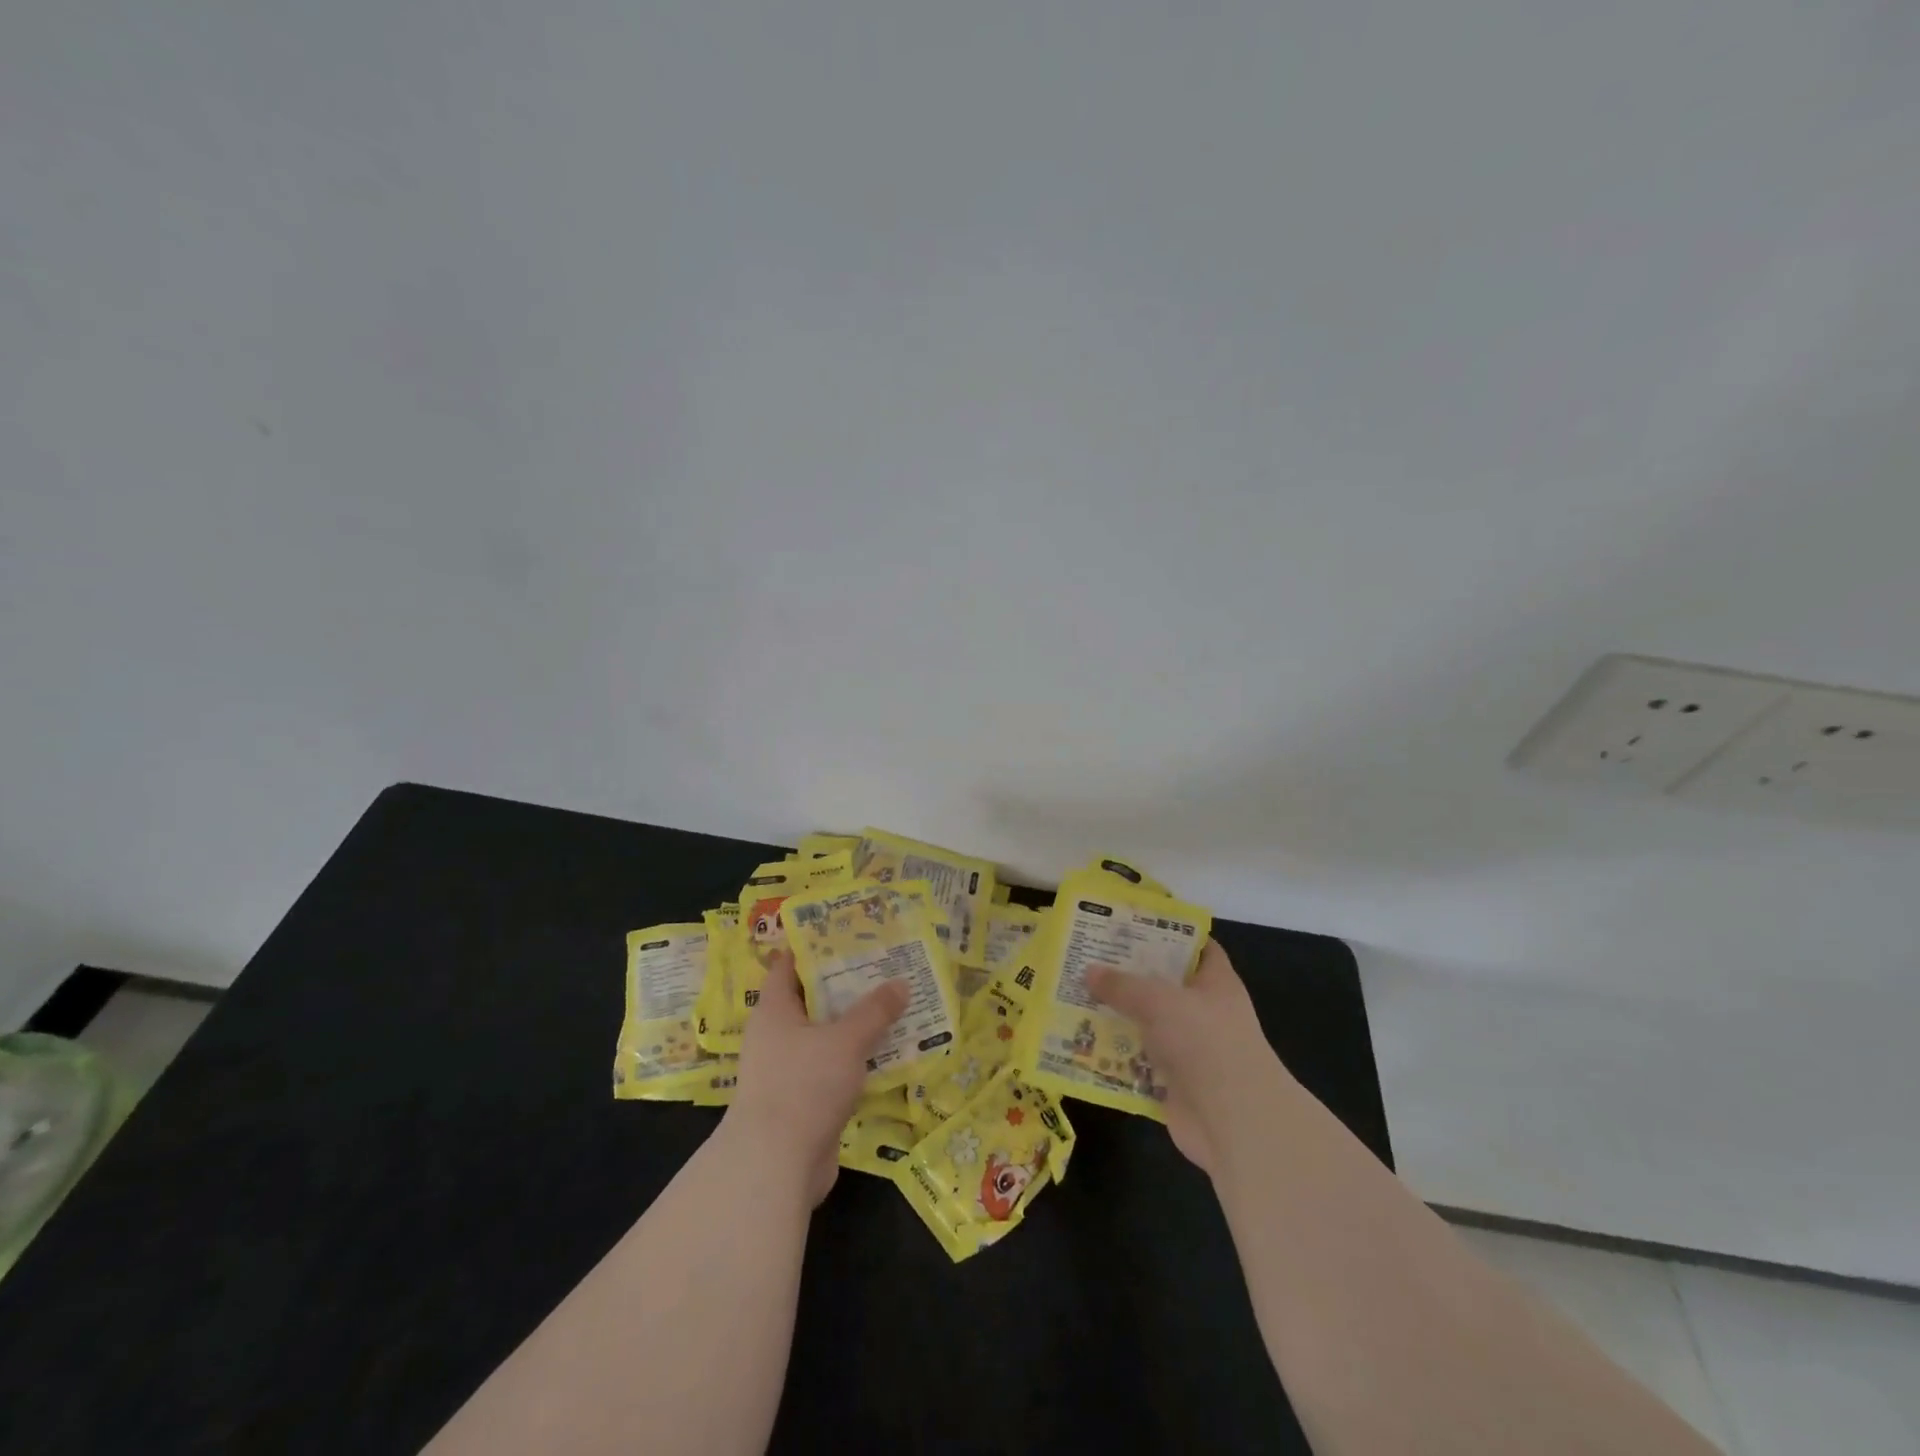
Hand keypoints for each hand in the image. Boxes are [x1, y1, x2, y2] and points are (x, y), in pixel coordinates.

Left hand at [724, 955, 907, 1204]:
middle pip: (810, 1001)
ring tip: (890, 1006)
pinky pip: (830, 1069)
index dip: (811, 947)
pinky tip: (883, 1054)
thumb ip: (874, 1011)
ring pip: (823, 1037)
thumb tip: (901, 983)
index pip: (787, 966)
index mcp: (774, 1011)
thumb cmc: (804, 1085)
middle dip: (842, 986)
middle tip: (880, 967)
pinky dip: (852, 1060)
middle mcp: (775, 1036)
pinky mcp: (801, 1102)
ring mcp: (786, 1071)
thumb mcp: (846, 1040)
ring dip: (851, 1025)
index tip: (843, 933)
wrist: (776, 1165)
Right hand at [1087, 940, 1289, 1175]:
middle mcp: (1204, 1012)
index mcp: (1215, 982)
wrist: (1234, 1121)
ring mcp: (1189, 1050)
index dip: (1167, 932)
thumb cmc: (1206, 1041)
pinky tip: (1082, 1044)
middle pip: (1163, 985)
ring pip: (1147, 1025)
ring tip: (1075, 997)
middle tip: (1088, 958)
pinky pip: (1138, 1062)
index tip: (1130, 924)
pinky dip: (1115, 1057)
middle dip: (1128, 975)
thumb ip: (1123, 985)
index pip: (1196, 946)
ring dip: (1116, 1016)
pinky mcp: (1173, 1084)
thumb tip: (1090, 971)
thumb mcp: (1159, 1000)